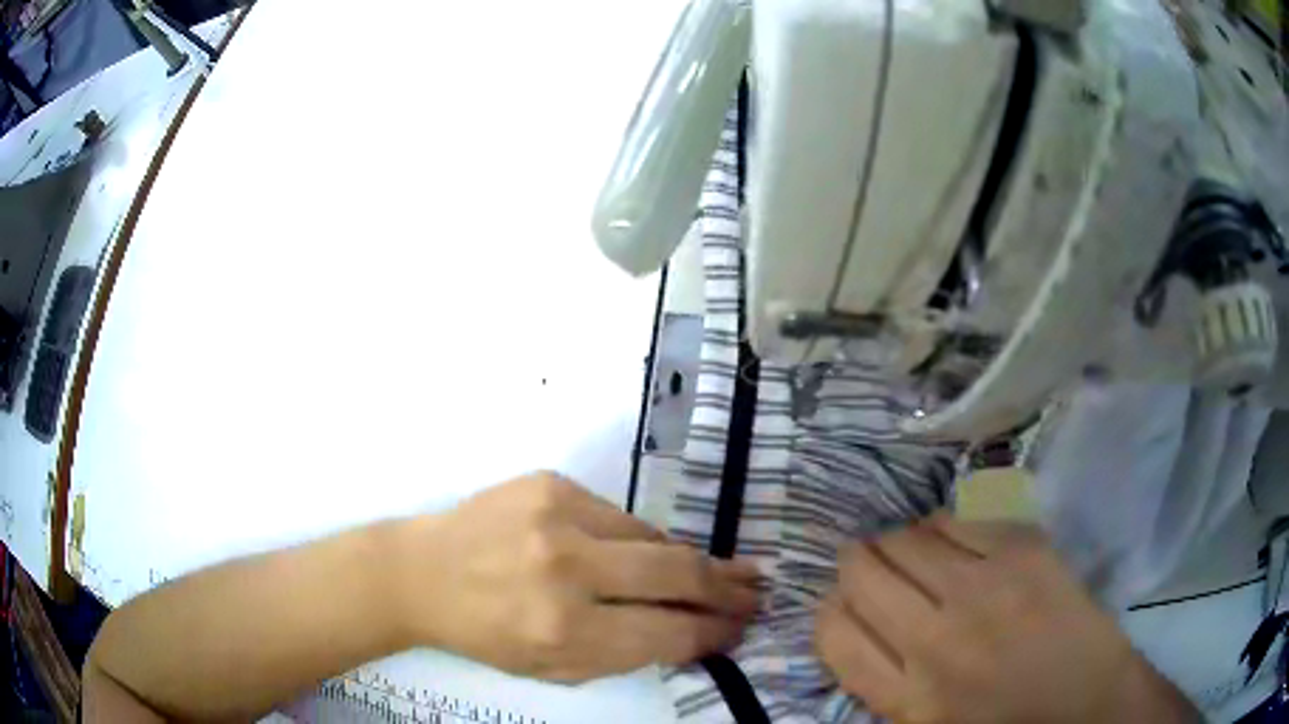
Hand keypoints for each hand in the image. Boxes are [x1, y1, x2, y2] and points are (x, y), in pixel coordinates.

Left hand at [403, 472, 759, 681]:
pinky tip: (640, 553)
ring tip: (713, 573)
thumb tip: (694, 632)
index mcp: (563, 631)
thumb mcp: (556, 670)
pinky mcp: (551, 482)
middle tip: (756, 590)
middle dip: (726, 586)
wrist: (423, 573)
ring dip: (686, 561)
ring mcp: (558, 517)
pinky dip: (637, 539)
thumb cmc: (488, 634)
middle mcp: (565, 570)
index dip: (714, 631)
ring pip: (655, 538)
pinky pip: (621, 516)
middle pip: (677, 573)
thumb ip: (628, 655)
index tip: (739, 627)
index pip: (668, 632)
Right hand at [815, 515, 1198, 722]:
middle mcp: (937, 638)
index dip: (830, 610)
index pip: (832, 632)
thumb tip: (853, 622)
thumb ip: (880, 682)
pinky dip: (941, 527)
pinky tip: (953, 542)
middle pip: (861, 571)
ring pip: (904, 537)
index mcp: (908, 696)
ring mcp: (985, 586)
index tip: (847, 605)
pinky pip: (955, 519)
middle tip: (874, 569)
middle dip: (857, 564)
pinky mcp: (1024, 549)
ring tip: (915, 555)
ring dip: (898, 543)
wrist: (1089, 702)